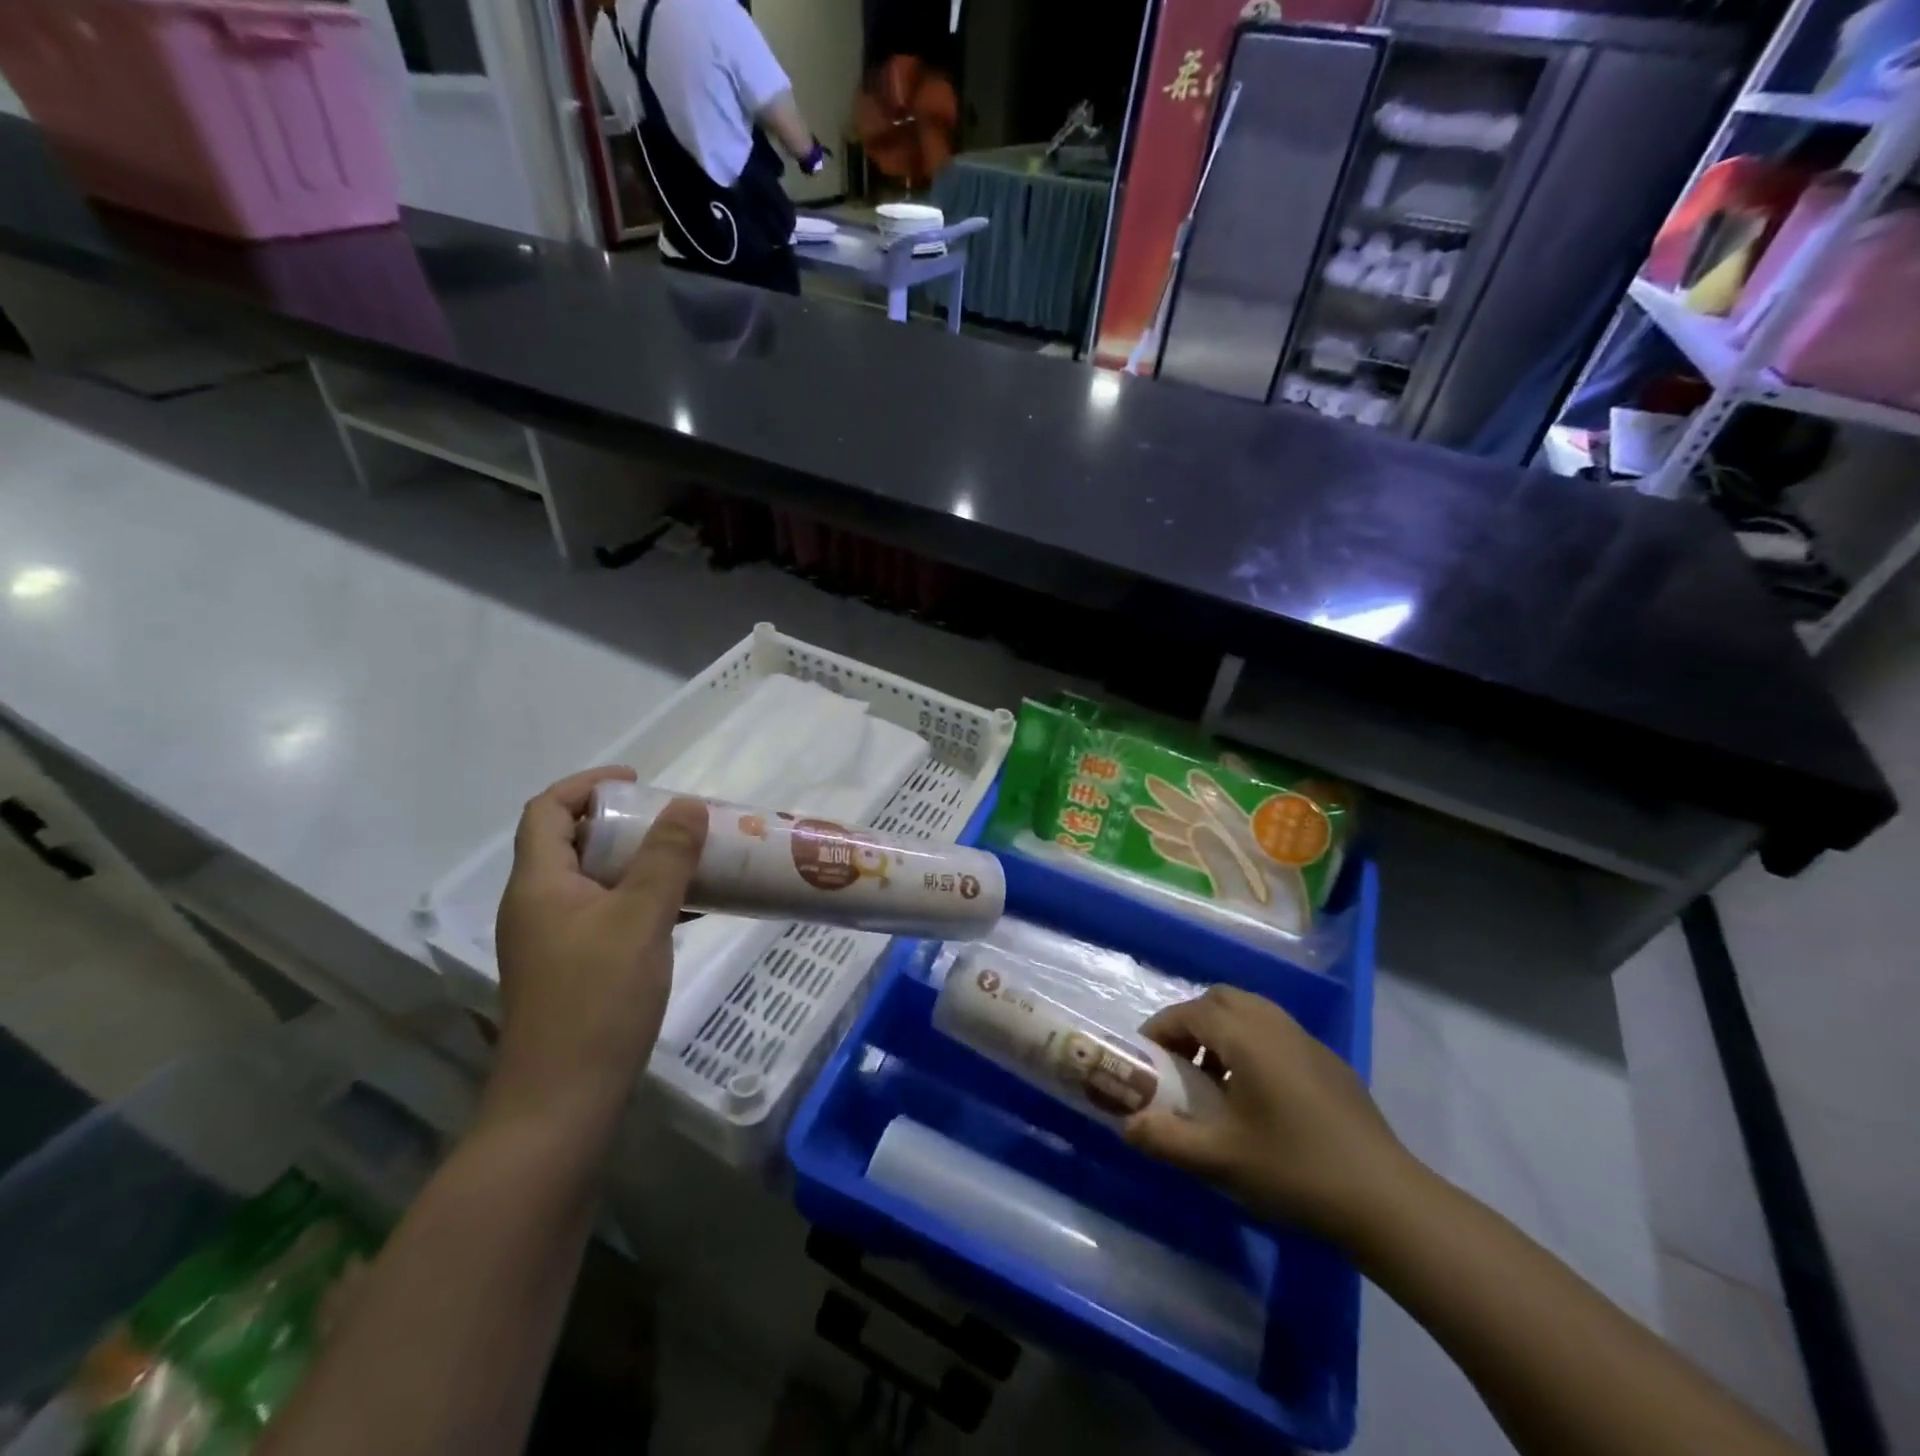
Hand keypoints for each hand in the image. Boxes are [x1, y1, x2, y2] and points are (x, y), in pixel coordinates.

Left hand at [489, 767, 706, 1131]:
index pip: (548, 810)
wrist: (562, 1102)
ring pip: (595, 880)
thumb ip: (666, 858)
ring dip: (638, 861)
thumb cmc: (597, 1000)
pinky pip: (608, 913)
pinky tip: (686, 908)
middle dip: (623, 822)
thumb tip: (687, 804)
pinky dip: (642, 898)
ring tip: (688, 857)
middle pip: (572, 842)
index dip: (588, 785)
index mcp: (540, 884)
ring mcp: (555, 941)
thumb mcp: (640, 918)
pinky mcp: (575, 969)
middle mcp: (538, 905)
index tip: (639, 781)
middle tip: (674, 820)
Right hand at [1125, 985, 1413, 1239]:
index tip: (1146, 1058)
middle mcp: (1275, 1025)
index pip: (1190, 1012)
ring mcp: (1307, 1041)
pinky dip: (1252, 1045)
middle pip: (1221, 999)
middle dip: (1192, 1022)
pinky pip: (1277, 1034)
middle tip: (1179, 1063)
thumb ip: (1166, 1139)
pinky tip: (1257, 1097)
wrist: (1387, 1200)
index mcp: (1247, 1037)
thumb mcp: (1220, 1160)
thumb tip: (1127, 1125)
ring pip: (1252, 1013)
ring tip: (1214, 1081)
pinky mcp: (1330, 1063)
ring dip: (1223, 1033)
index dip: (1161, 1029)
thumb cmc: (1295, 1170)